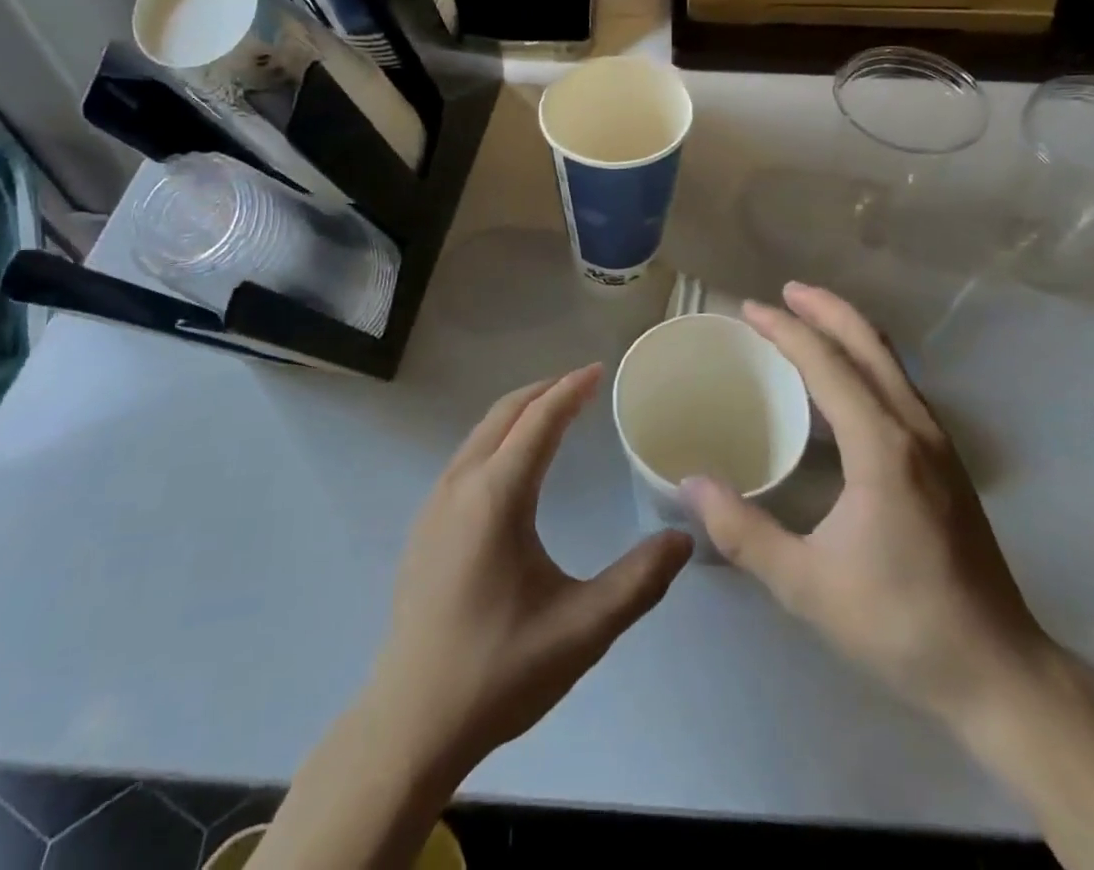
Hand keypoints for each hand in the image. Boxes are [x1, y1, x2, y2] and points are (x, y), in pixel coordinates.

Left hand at [366, 365, 693, 777]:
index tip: (598, 370)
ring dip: (518, 412)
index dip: (570, 390)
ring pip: (480, 434)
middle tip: (582, 383)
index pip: (538, 421)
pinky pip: (467, 457)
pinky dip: (498, 437)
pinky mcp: (424, 526)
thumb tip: (683, 539)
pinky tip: (515, 464)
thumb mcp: (582, 630)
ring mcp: (434, 504)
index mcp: (496, 496)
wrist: (409, 724)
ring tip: (554, 412)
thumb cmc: (499, 671)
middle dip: (544, 390)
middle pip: (504, 414)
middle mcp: (460, 485)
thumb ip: (638, 582)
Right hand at [682, 283, 1055, 728]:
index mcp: (881, 447)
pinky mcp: (946, 461)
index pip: (827, 364)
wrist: (999, 671)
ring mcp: (937, 443)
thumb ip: (743, 531)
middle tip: (783, 292)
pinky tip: (844, 383)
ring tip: (808, 321)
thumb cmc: (900, 624)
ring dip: (848, 332)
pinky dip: (865, 362)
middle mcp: (913, 428)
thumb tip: (690, 483)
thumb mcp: (806, 584)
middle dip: (825, 309)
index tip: (749, 309)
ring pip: (889, 362)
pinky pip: (899, 386)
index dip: (786, 330)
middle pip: (868, 345)